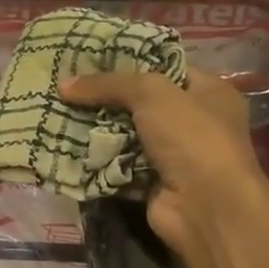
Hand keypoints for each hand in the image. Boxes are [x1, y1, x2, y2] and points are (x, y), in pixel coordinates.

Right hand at [59, 70, 268, 262]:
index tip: (90, 60)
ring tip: (59, 112)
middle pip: (141, 102)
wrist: (206, 207)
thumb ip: (108, 84)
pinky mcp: (153, 182)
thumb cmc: (191, 137)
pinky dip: (98, 158)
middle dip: (106, 97)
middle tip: (68, 87)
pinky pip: (118, 163)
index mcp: (208, 93)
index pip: (165, 69)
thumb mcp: (151, 94)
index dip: (129, 63)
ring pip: (126, 133)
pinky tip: (68, 144)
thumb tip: (64, 85)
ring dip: (97, 128)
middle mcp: (195, 122)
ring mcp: (174, 155)